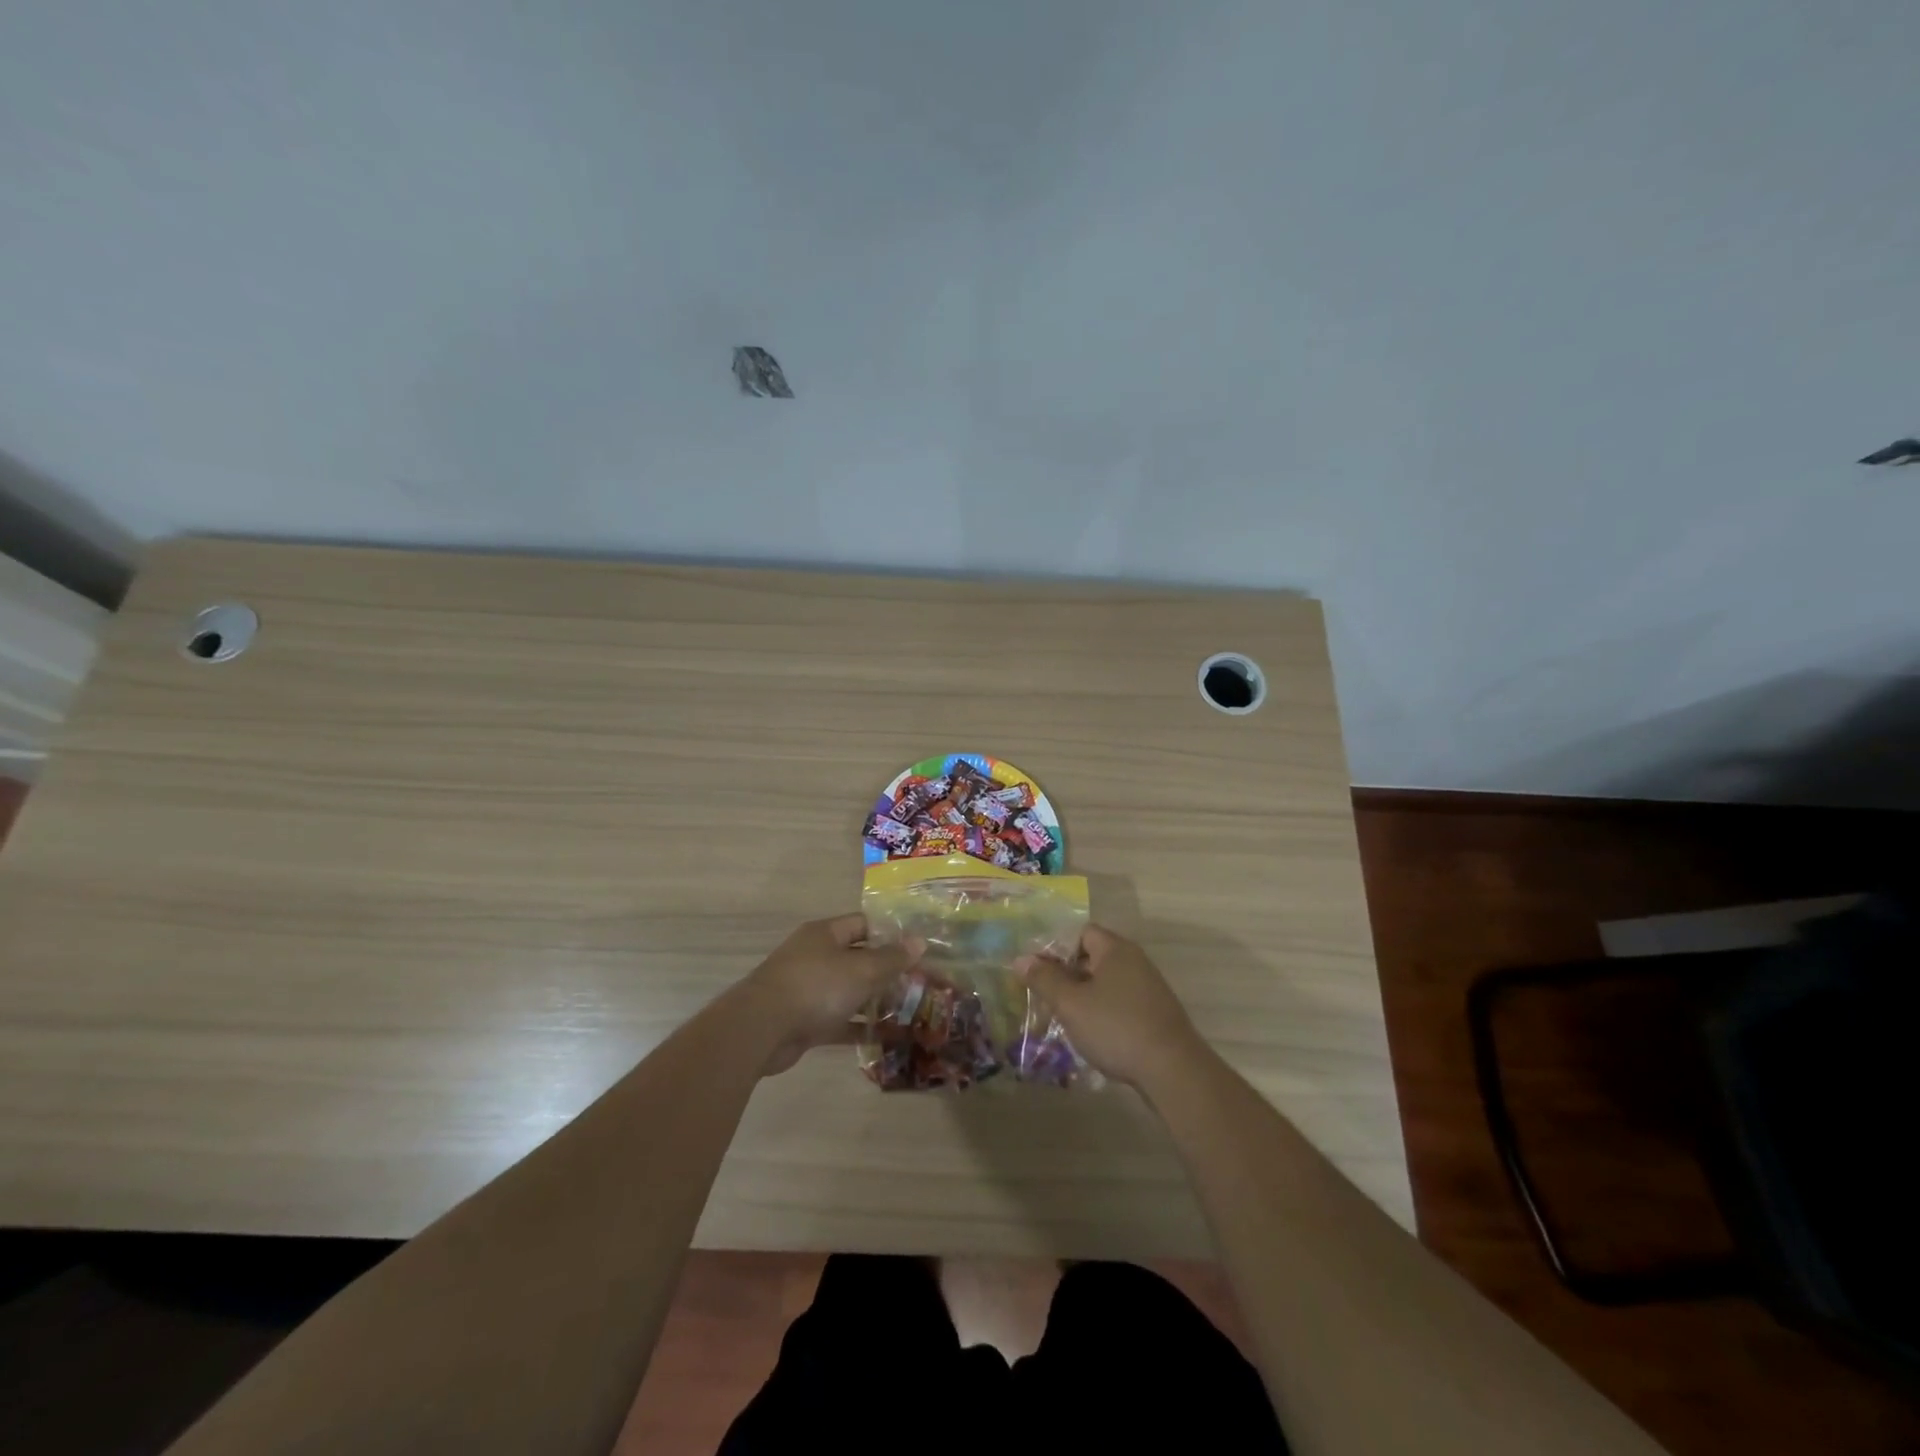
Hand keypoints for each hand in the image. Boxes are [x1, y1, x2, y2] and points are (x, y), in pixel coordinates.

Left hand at [746, 914, 913, 1074]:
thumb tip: (919, 941)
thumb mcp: (862, 970)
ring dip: (874, 1001)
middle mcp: (815, 956)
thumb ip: (892, 958)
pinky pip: (838, 1020)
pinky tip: (886, 1038)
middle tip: (918, 983)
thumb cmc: (816, 986)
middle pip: (857, 958)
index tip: (916, 949)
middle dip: (886, 971)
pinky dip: (858, 1027)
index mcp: (825, 934)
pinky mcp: (804, 1020)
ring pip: (848, 991)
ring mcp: (807, 989)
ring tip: (908, 1010)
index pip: (863, 925)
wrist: (761, 1029)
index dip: (890, 934)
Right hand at [1019, 924, 1206, 1088]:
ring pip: (1105, 982)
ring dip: (1083, 996)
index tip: (1037, 970)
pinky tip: (1090, 1034)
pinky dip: (1102, 1012)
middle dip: (1066, 974)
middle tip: (1044, 995)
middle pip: (1092, 957)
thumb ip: (1044, 979)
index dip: (1056, 946)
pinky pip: (1120, 1002)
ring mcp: (1148, 987)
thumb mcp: (1071, 1003)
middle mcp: (1134, 960)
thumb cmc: (1115, 1027)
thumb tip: (1021, 958)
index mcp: (1115, 949)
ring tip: (1061, 1017)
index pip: (1080, 932)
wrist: (1173, 1070)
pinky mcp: (1155, 1013)